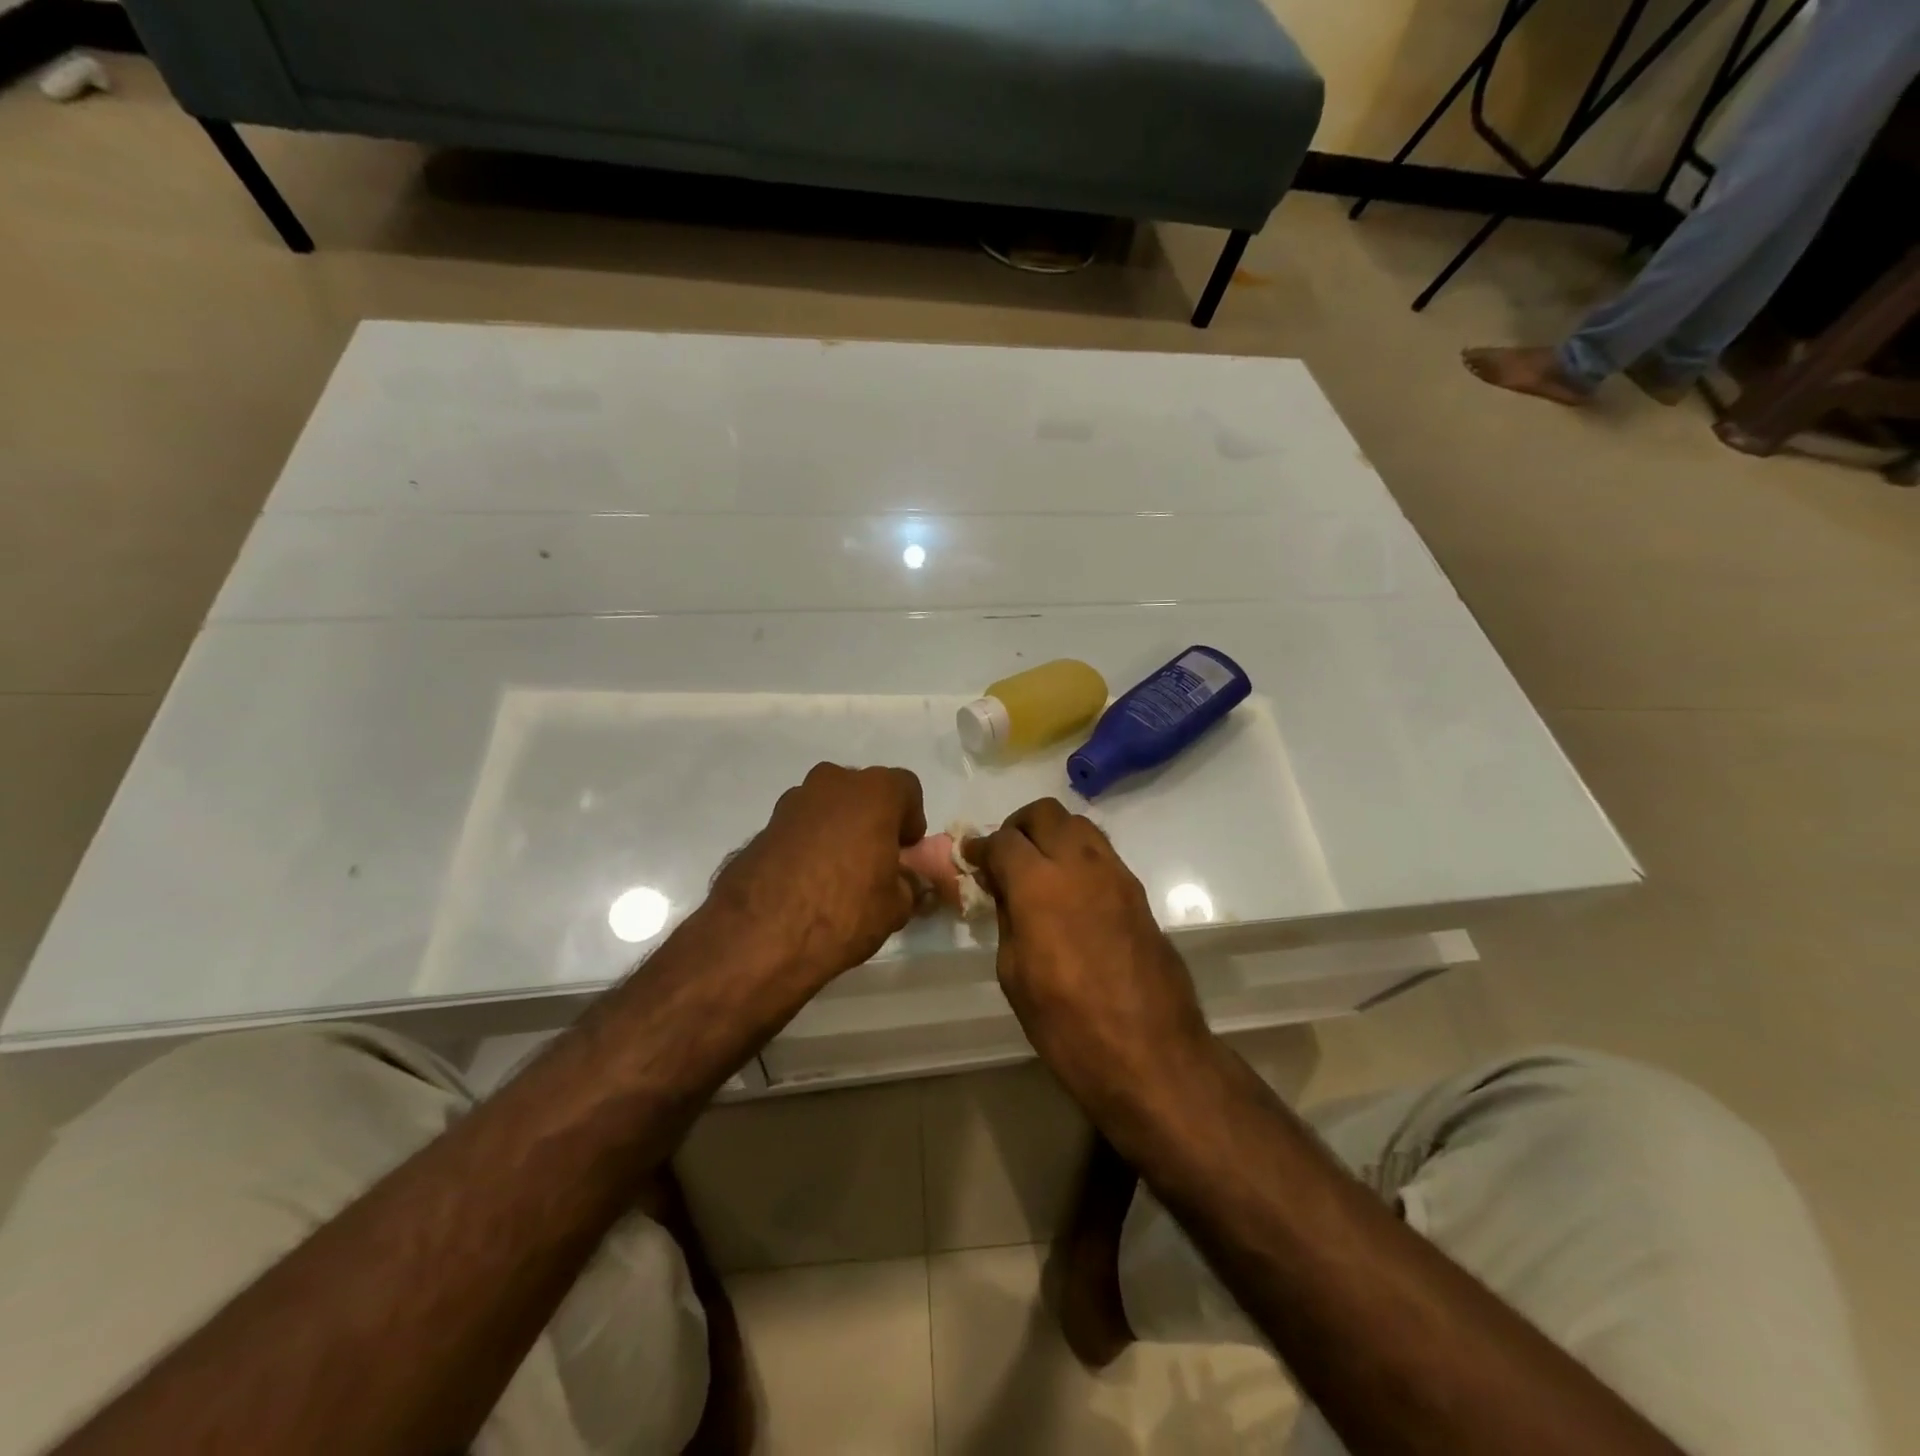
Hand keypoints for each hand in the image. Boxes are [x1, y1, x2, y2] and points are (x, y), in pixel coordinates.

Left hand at [707, 763, 927, 987]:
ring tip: (838, 873)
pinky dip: (808, 843)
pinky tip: (807, 881)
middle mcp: (832, 784)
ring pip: (828, 806)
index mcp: (874, 792)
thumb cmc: (843, 911)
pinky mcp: (763, 826)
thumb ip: (907, 884)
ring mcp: (792, 802)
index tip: (905, 851)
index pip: (906, 788)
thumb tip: (904, 881)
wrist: (759, 936)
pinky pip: (799, 827)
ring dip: (838, 829)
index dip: (911, 819)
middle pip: (864, 792)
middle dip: (873, 819)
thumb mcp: (895, 907)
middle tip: (875, 859)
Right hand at [965, 799, 1209, 1101]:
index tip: (972, 858)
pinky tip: (1070, 891)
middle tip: (1006, 856)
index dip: (982, 847)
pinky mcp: (1138, 893)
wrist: (1150, 1054)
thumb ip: (1008, 918)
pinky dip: (1079, 856)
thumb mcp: (1014, 974)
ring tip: (1039, 868)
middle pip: (1046, 814)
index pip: (1004, 840)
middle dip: (1019, 826)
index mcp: (1039, 884)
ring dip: (1053, 834)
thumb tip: (1006, 891)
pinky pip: (1102, 854)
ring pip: (1079, 825)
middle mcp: (1080, 865)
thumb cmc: (1067, 1025)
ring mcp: (1116, 875)